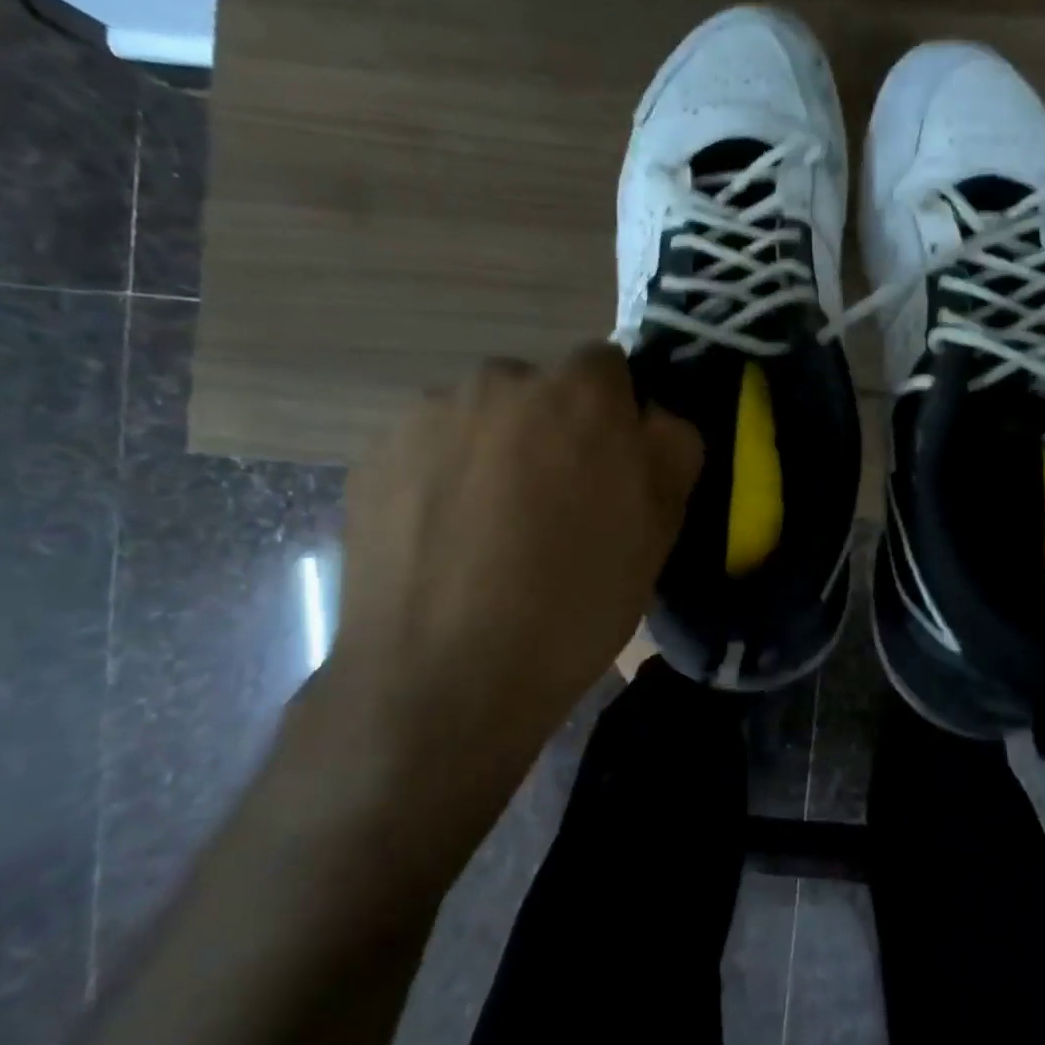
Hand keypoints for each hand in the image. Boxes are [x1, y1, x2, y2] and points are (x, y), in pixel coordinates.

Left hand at [289, 345, 700, 872]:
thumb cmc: (575, 600)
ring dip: (494, 450)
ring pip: (479, 418)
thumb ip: (672, 446)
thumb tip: (653, 416)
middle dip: (552, 428)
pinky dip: (442, 477)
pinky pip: (428, 449)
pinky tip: (445, 540)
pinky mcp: (373, 456)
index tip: (611, 466)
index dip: (614, 413)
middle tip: (553, 502)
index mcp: (578, 391)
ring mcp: (426, 416)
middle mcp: (498, 381)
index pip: (607, 366)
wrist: (444, 678)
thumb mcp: (661, 527)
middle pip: (538, 389)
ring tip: (491, 527)